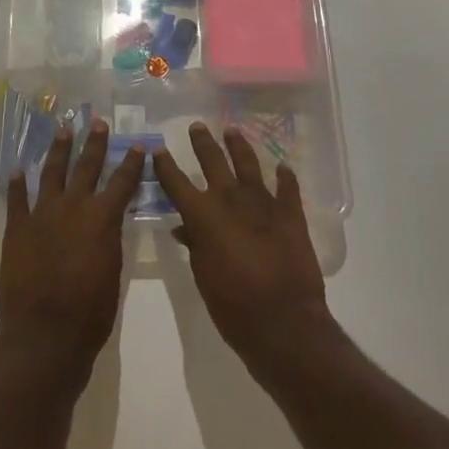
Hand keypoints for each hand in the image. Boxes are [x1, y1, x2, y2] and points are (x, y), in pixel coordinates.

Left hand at [0, 119, 144, 390]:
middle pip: (86, 167)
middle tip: (98, 122)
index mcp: (102, 218)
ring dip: (58, 151)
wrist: (45, 335)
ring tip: (63, 131)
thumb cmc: (90, 313)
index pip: (122, 182)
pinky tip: (19, 170)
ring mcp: (42, 215)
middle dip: (95, 143)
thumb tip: (108, 222)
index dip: (132, 163)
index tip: (138, 144)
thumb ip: (110, 240)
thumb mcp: (113, 273)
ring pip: (51, 173)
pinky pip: (17, 199)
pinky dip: (18, 184)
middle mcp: (73, 207)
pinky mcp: (17, 229)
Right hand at [155, 123, 334, 381]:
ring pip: (249, 164)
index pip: (177, 182)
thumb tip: (185, 228)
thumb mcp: (203, 277)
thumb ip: (194, 246)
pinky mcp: (291, 214)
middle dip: (202, 143)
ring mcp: (263, 203)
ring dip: (239, 146)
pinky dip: (285, 177)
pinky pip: (287, 188)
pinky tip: (282, 167)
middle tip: (196, 126)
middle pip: (213, 162)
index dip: (165, 165)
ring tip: (232, 130)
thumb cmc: (233, 306)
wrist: (283, 321)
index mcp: (203, 215)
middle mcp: (231, 199)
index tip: (158, 149)